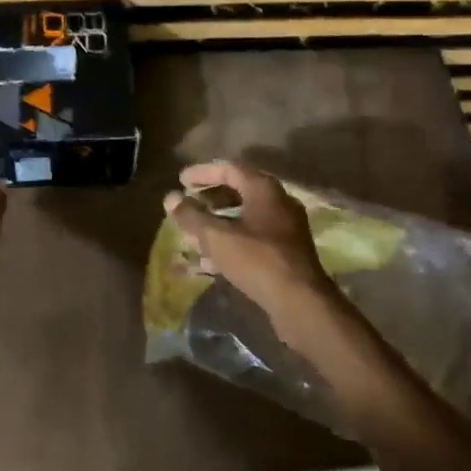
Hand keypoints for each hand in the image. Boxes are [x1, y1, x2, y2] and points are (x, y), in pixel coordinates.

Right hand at [164, 160, 358, 364]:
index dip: (202, 173)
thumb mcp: (216, 236)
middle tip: (187, 203)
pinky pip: (253, 237)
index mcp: (264, 189)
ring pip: (246, 216)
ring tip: (194, 232)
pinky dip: (231, 240)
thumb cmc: (256, 260)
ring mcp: (286, 227)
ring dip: (219, 221)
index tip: (180, 180)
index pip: (229, 168)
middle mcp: (279, 202)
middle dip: (210, 197)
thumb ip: (191, 215)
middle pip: (239, 190)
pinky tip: (211, 260)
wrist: (300, 302)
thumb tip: (170, 198)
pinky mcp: (287, 251)